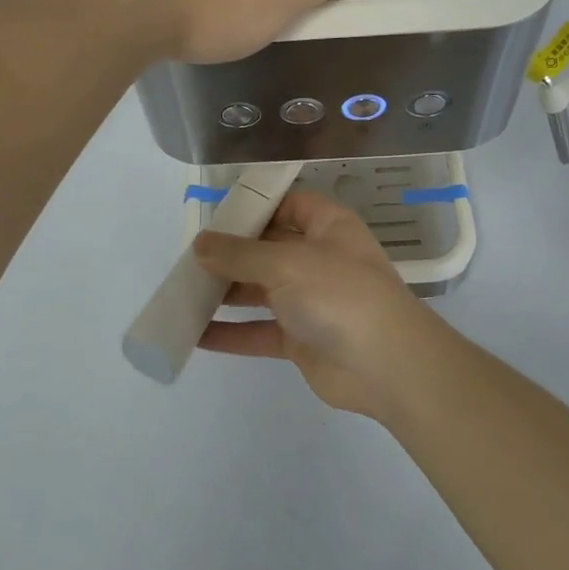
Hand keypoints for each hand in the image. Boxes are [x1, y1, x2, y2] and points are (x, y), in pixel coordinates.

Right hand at [192, 190, 447, 419]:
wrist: (386, 364)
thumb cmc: (339, 294)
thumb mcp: (286, 262)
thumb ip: (240, 253)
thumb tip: (201, 244)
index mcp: (327, 227)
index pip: (288, 205)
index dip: (255, 206)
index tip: (214, 215)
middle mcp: (319, 259)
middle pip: (268, 249)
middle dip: (230, 253)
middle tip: (187, 258)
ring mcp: (311, 300)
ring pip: (260, 291)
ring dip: (224, 293)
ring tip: (182, 293)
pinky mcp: (301, 339)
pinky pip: (259, 331)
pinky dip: (230, 333)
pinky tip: (195, 335)